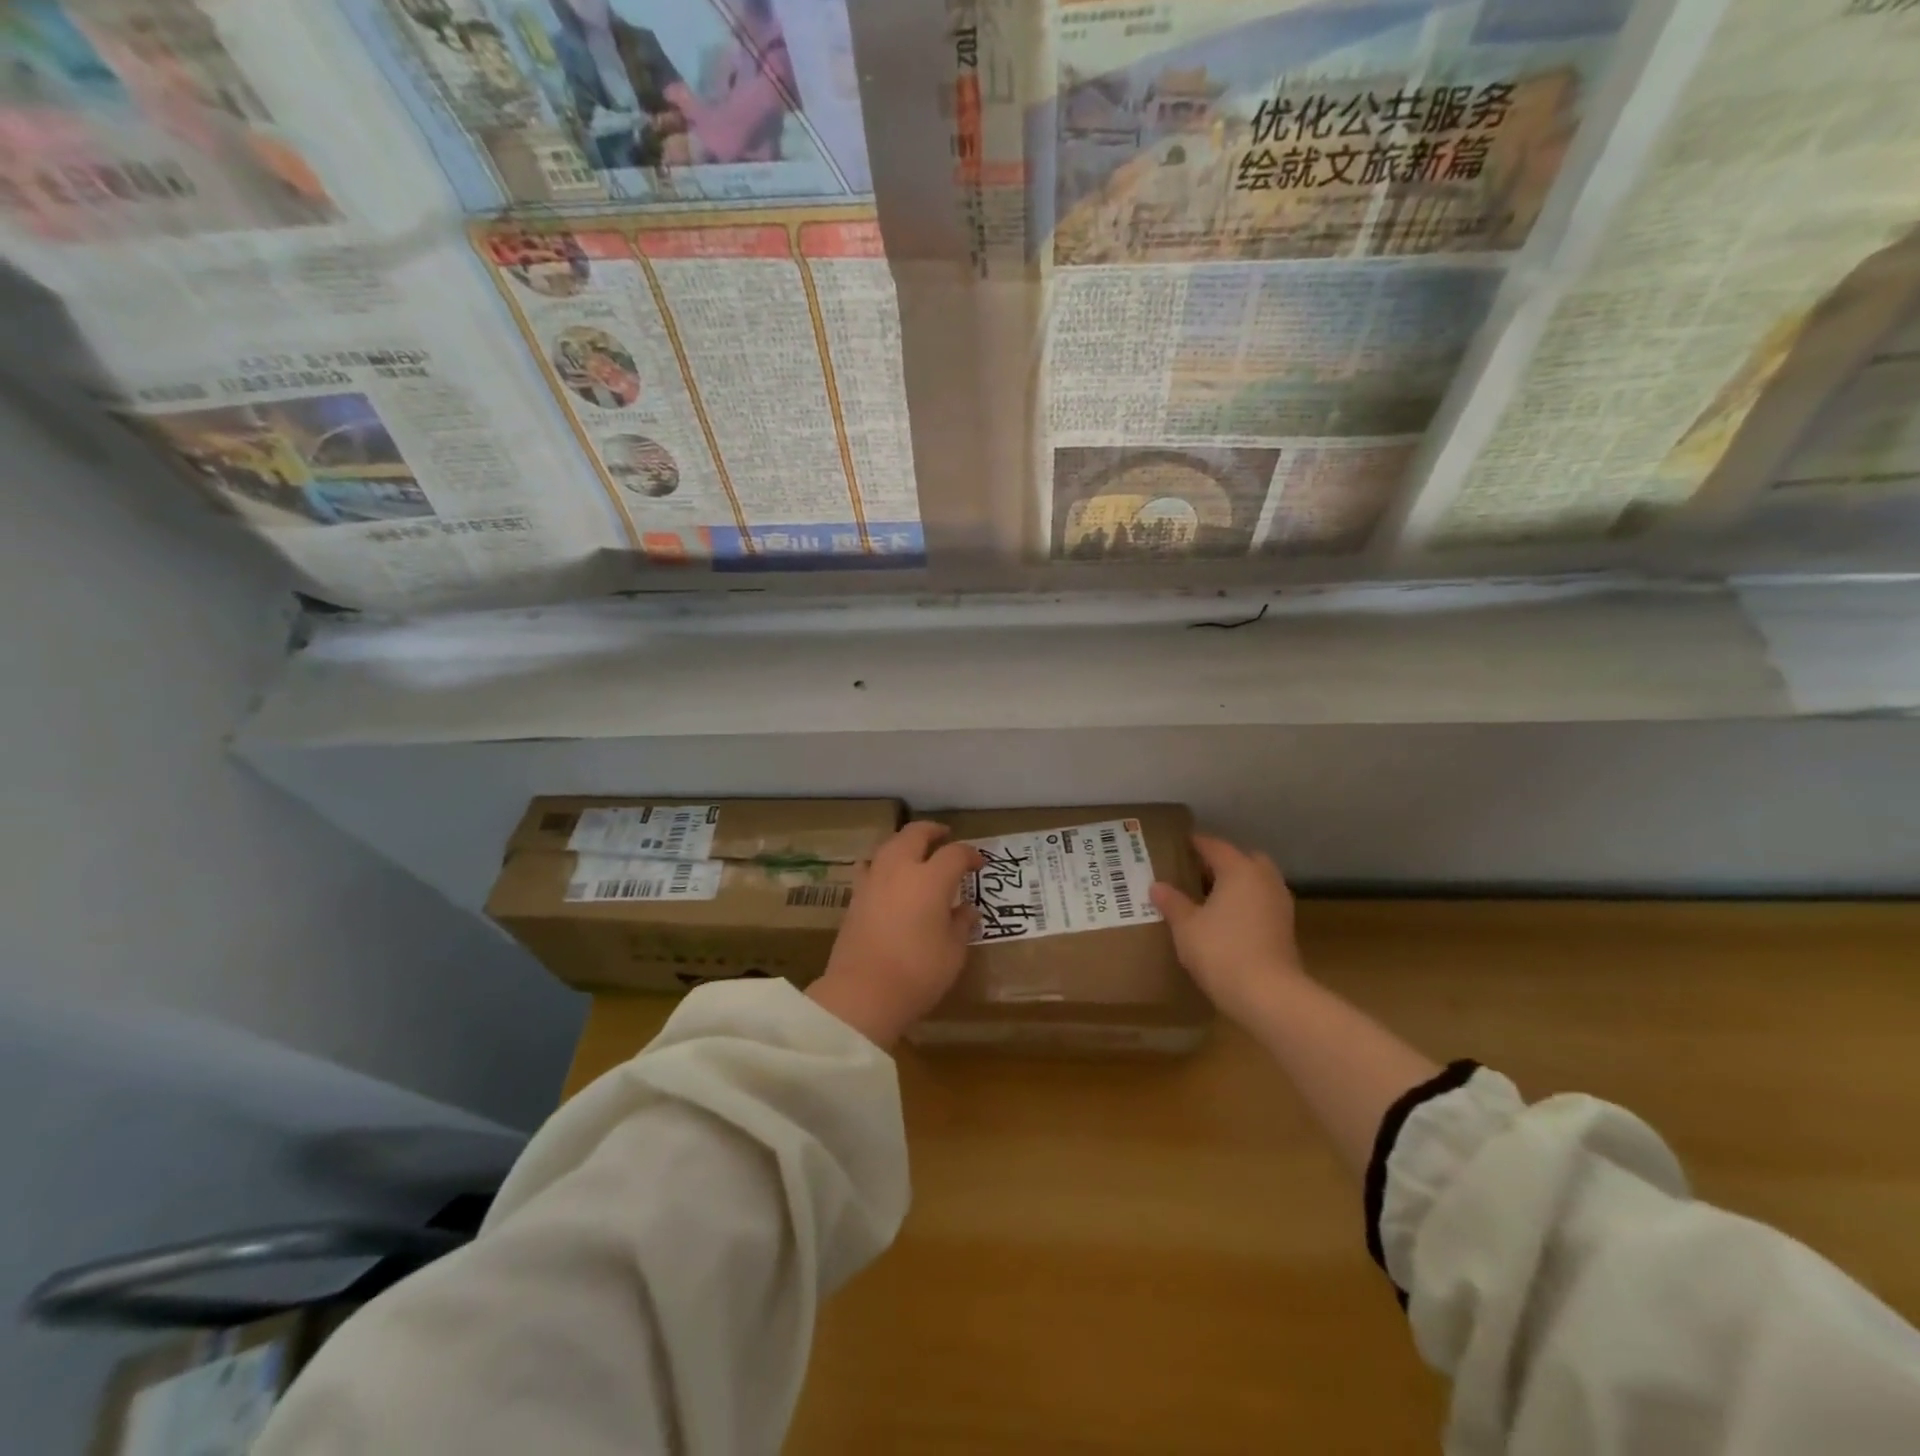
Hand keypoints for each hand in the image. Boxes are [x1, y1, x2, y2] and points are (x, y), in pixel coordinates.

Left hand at [807, 823, 982, 1047]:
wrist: (862, 993)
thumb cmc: (918, 973)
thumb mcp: (953, 952)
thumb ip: (961, 924)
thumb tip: (967, 909)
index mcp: (931, 879)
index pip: (955, 853)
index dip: (970, 855)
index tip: (979, 864)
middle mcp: (900, 869)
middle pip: (915, 834)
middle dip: (933, 831)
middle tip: (945, 837)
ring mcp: (873, 881)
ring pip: (889, 845)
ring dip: (905, 842)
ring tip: (916, 852)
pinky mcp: (855, 897)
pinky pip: (871, 866)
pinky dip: (883, 863)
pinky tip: (888, 877)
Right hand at [1150, 834, 1306, 1025]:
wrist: (1268, 995)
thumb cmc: (1221, 951)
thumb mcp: (1186, 926)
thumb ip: (1172, 902)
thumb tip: (1157, 886)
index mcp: (1239, 870)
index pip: (1214, 846)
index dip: (1194, 844)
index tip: (1177, 844)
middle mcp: (1264, 880)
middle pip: (1243, 859)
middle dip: (1222, 862)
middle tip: (1195, 872)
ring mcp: (1280, 904)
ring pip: (1256, 882)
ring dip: (1236, 884)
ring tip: (1208, 897)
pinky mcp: (1285, 928)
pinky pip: (1262, 903)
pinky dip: (1246, 904)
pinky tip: (1226, 920)